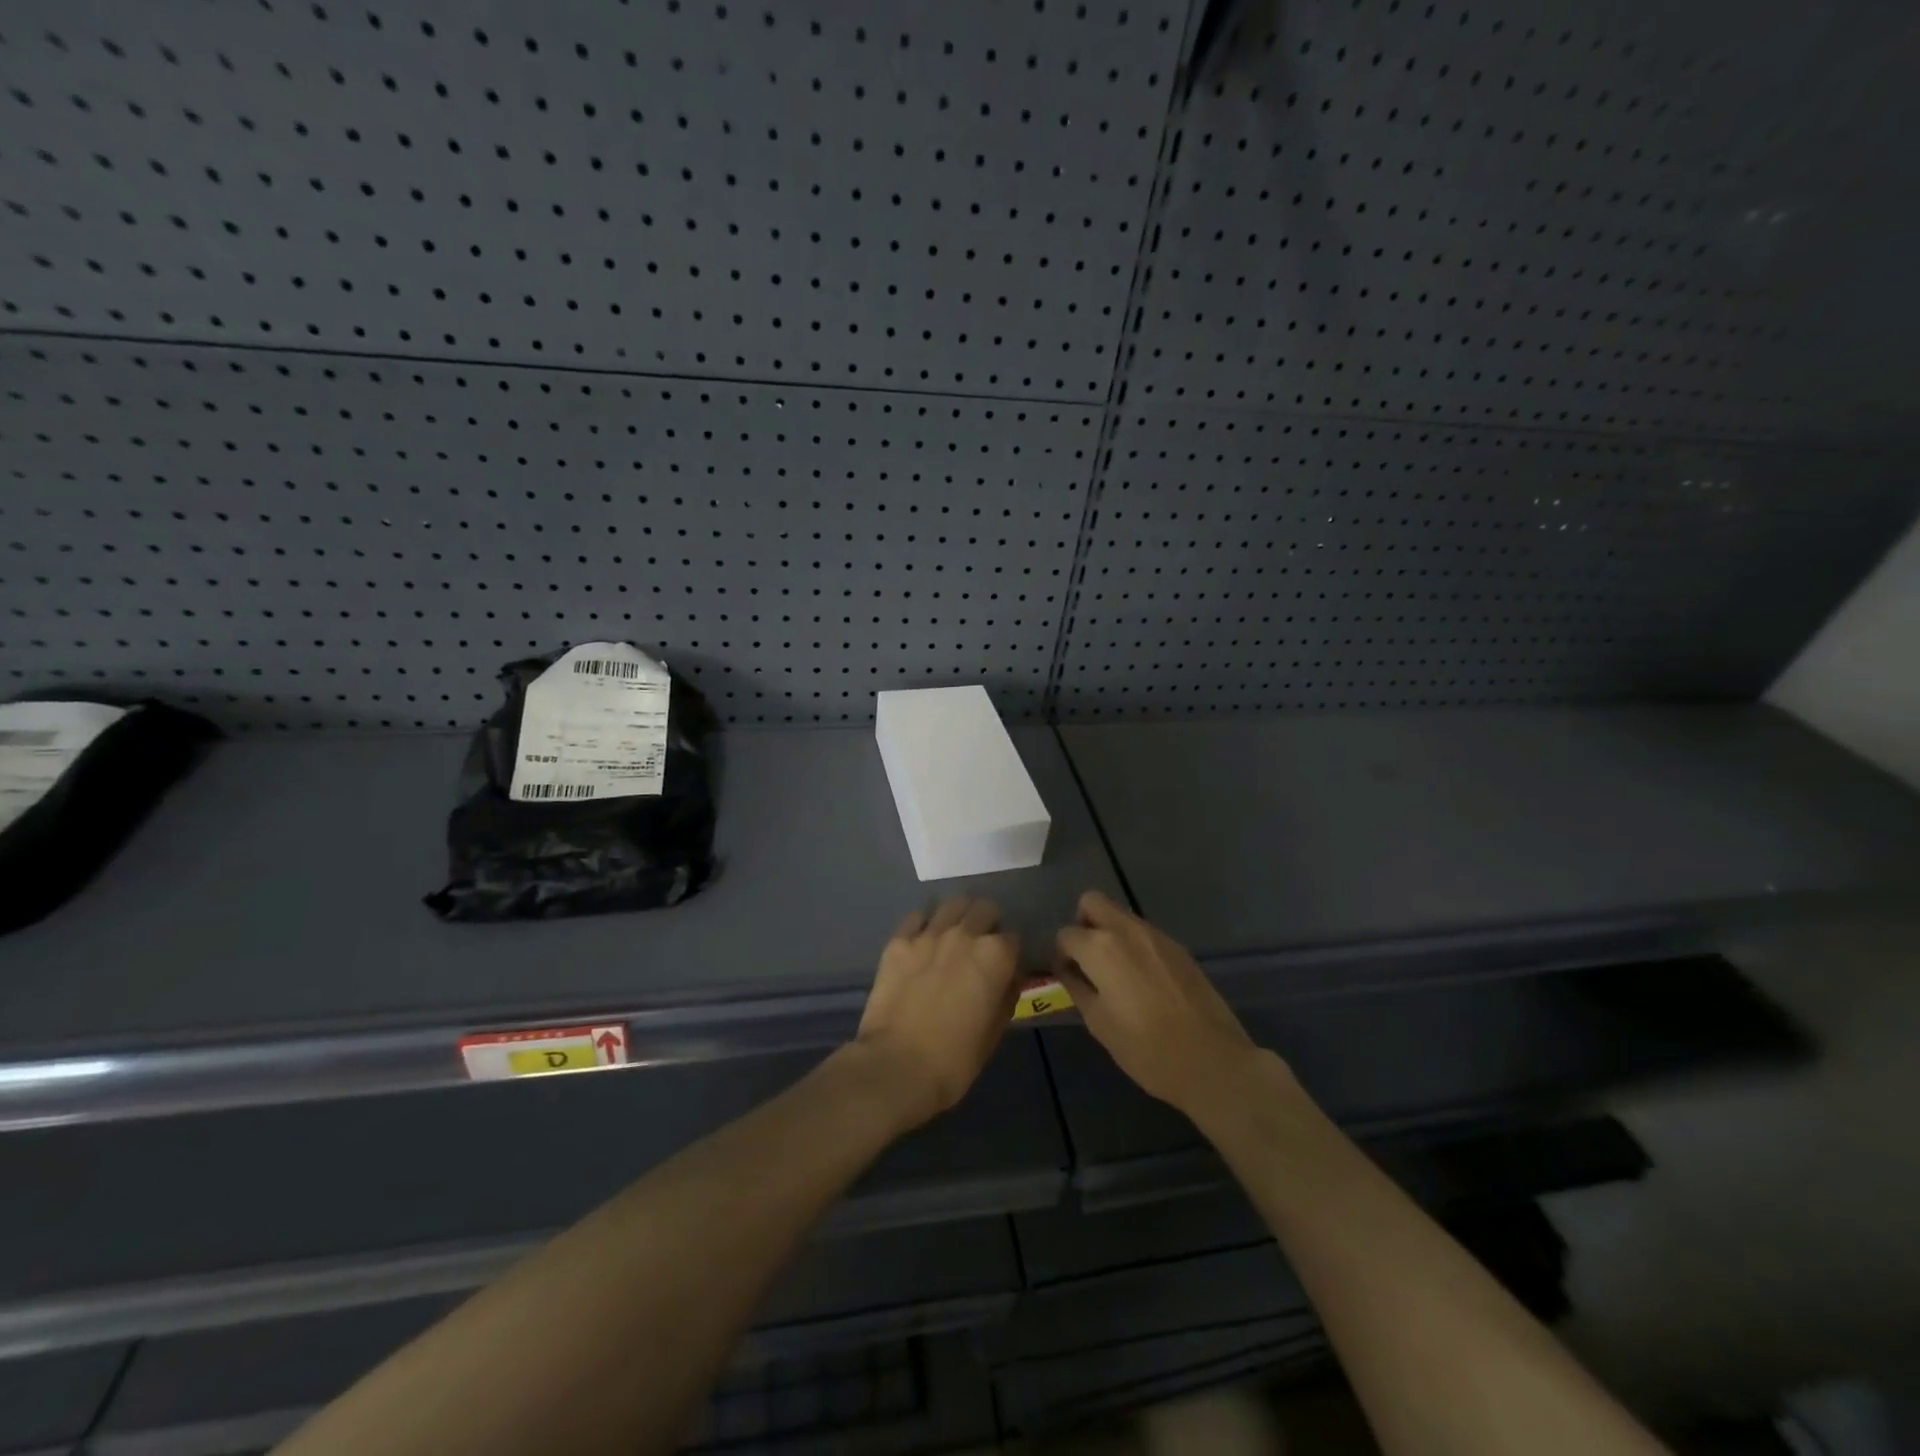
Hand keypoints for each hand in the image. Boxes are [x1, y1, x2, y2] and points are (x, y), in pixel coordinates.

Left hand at [850, 897, 1020, 1129]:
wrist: (897, 1066)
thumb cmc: (955, 1059)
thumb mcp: (995, 1032)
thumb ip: (1006, 995)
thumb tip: (1009, 977)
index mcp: (995, 955)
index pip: (1013, 937)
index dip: (1010, 952)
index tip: (1004, 965)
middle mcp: (965, 934)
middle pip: (984, 909)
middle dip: (988, 923)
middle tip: (980, 944)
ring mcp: (929, 934)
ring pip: (952, 904)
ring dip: (959, 916)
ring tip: (953, 935)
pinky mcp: (899, 941)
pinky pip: (917, 917)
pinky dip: (924, 924)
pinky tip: (922, 942)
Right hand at [1056, 890, 1271, 1121]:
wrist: (1212, 1061)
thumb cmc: (1146, 1049)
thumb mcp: (1099, 1023)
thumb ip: (1077, 987)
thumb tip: (1067, 970)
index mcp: (1100, 948)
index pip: (1066, 934)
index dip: (1061, 955)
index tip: (1068, 977)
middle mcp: (1126, 930)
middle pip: (1092, 902)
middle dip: (1082, 924)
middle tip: (1087, 960)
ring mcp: (1156, 935)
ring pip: (1120, 915)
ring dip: (1109, 933)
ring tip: (1115, 975)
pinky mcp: (1178, 947)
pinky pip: (1144, 933)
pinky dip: (1133, 945)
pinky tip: (1142, 981)